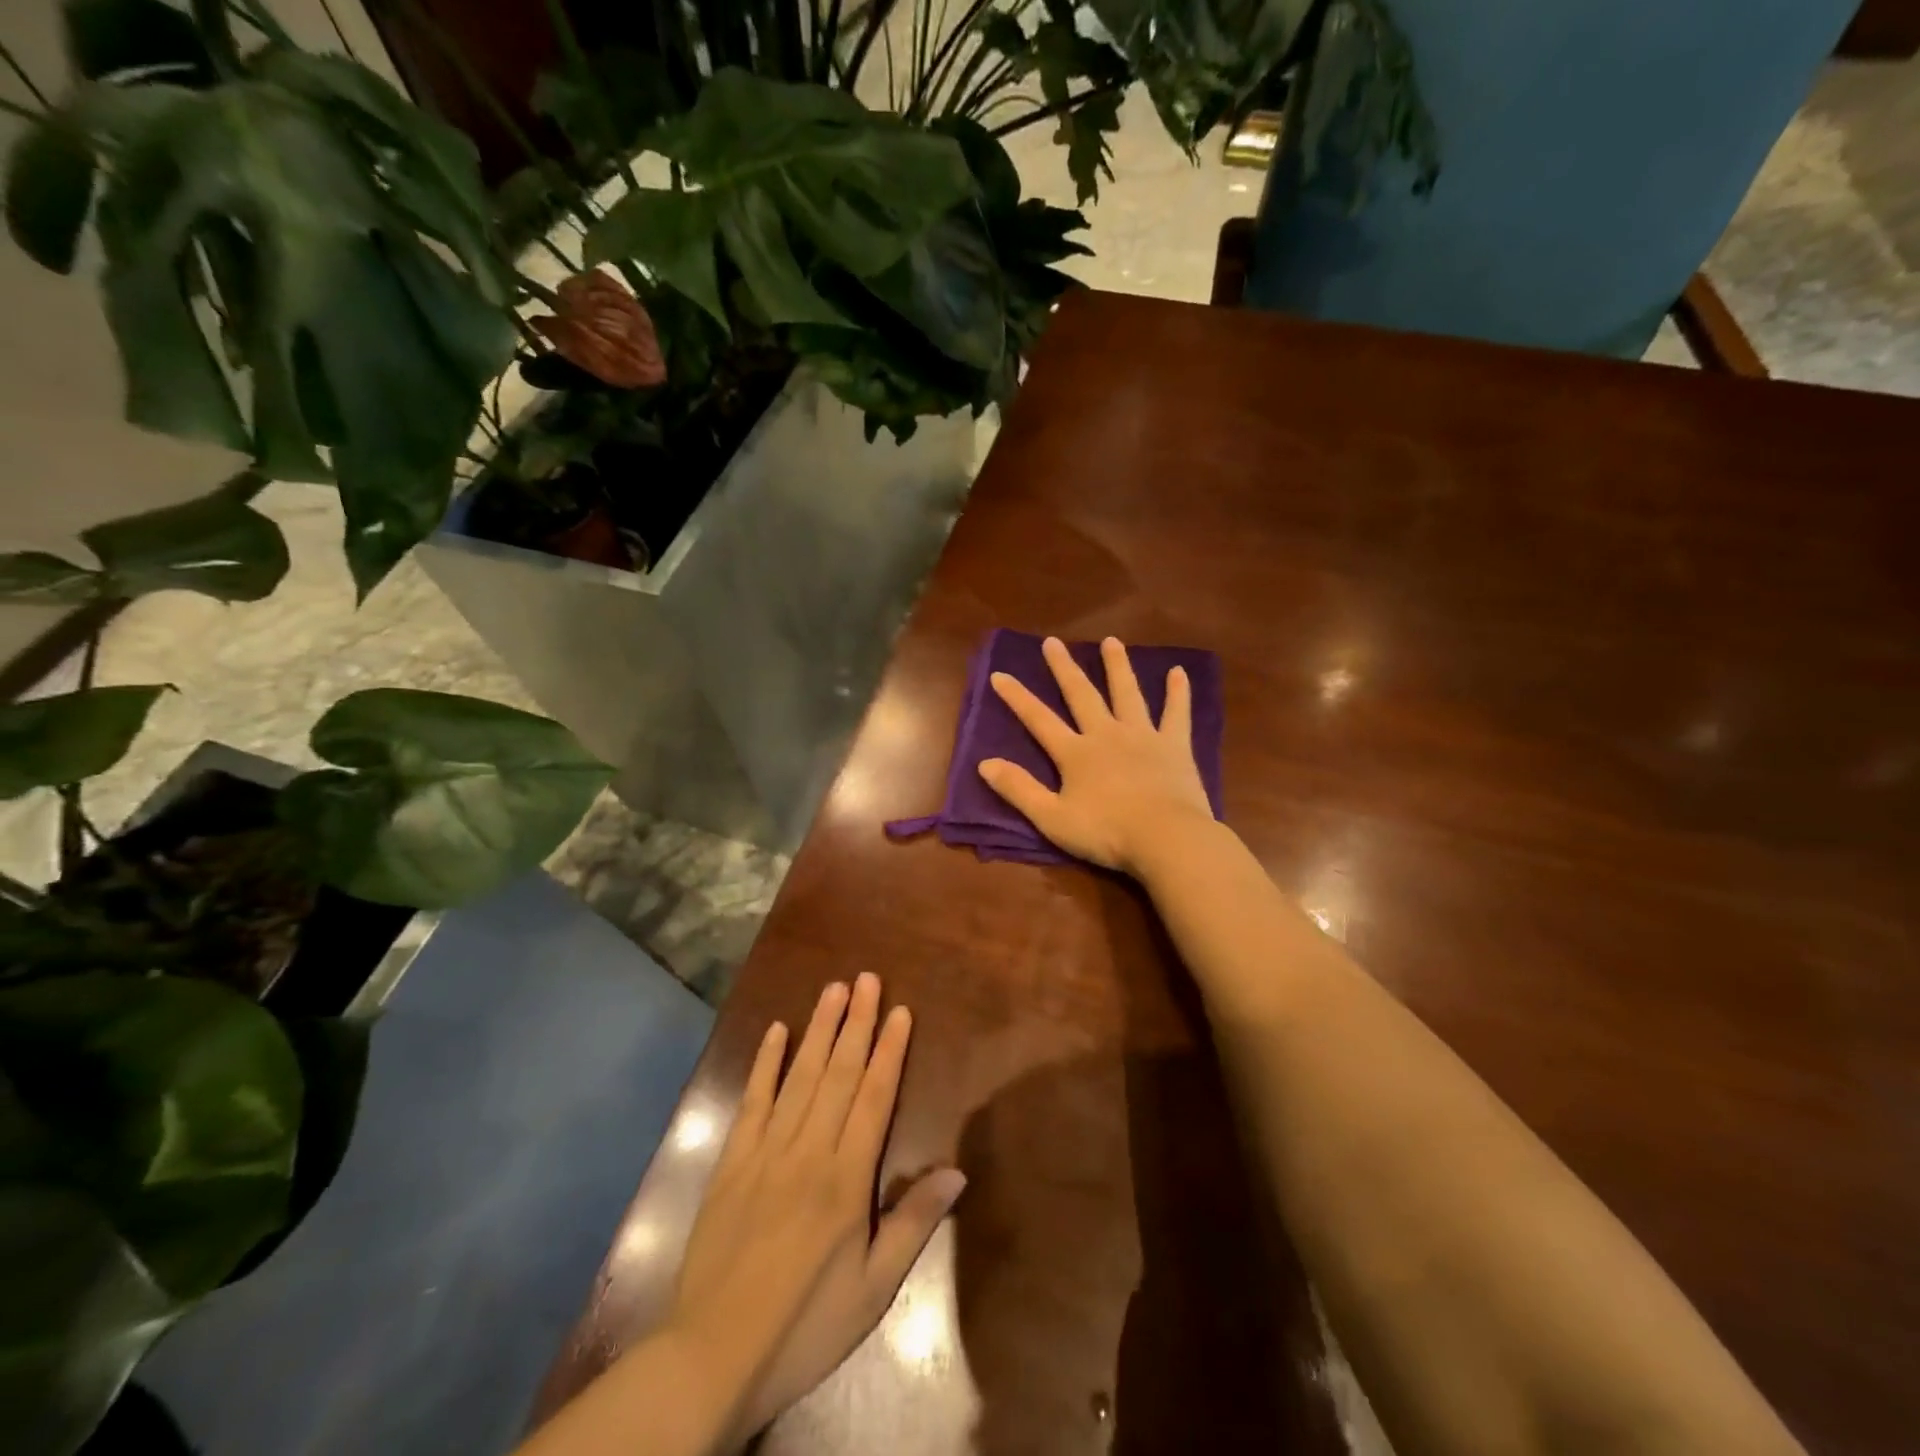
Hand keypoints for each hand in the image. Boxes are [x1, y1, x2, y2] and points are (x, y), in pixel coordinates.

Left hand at [668, 974, 965, 1445]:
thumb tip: (958, 1170)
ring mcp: (765, 1151)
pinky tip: (775, 1031)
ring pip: (799, 1076)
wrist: (712, 1357)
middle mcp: (808, 1150)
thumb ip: (914, 1223)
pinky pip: (752, 1101)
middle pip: (839, 1074)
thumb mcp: (874, 1289)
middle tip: (867, 978)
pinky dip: (764, 1063)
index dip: (889, 1050)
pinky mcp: (731, 1162)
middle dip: (856, 1022)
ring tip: (834, 989)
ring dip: (818, 1029)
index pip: (874, 1097)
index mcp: (846, 1178)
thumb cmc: (805, 1325)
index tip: (900, 1010)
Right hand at [977, 635, 1213, 874]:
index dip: (1018, 697)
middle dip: (1064, 668)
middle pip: (1082, 695)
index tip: (1000, 674)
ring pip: (1127, 694)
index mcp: (1075, 754)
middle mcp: (1106, 734)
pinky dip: (1178, 693)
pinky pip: (1176, 714)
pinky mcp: (1174, 746)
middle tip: (1052, 642)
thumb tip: (984, 763)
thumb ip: (1019, 789)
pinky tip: (1178, 672)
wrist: (1165, 838)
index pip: (1039, 720)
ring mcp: (1143, 736)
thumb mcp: (1052, 818)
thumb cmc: (1106, 833)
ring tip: (1111, 641)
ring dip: (1118, 666)